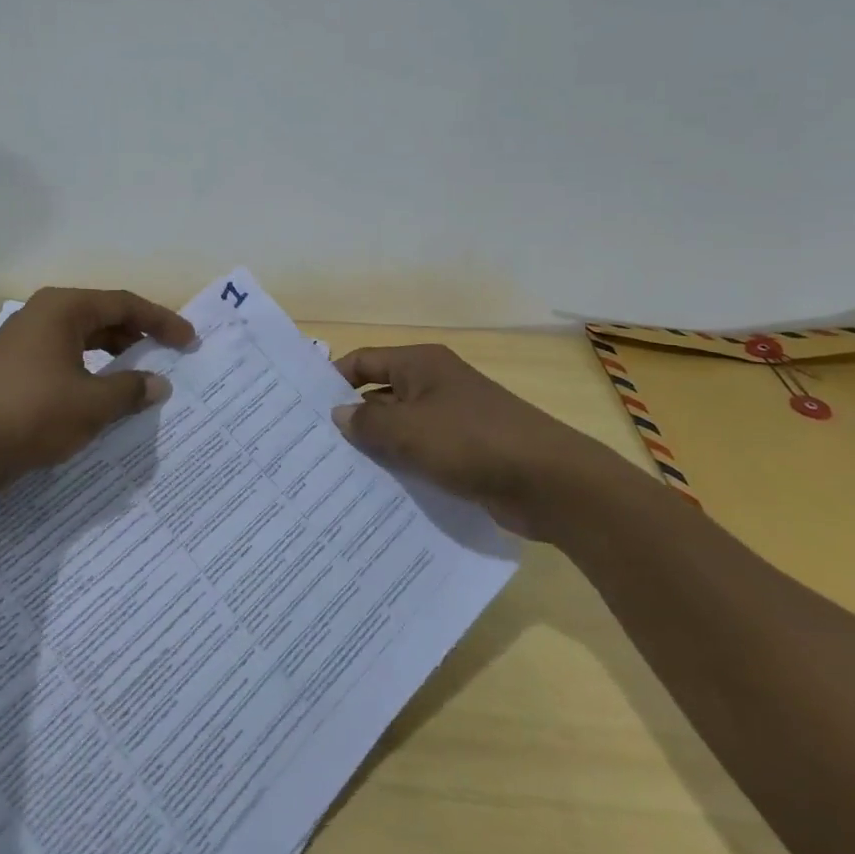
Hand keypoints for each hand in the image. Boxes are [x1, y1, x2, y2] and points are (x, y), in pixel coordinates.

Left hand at [0, 287, 194, 496]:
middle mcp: (43, 316)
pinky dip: (88, 377)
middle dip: (137, 338)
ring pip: (82, 343)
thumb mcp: (91, 404)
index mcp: (64, 309)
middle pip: (103, 318)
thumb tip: (158, 384)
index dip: (161, 321)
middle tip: (167, 358)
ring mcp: (24, 344)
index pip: (125, 304)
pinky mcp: (12, 372)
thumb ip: (130, 390)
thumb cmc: (30, 412)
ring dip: (112, 360)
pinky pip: (63, 364)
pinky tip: (100, 403)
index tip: (189, 341)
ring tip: (139, 382)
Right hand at [331, 344, 619, 540]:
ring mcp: (452, 418)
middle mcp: (434, 384)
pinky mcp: (465, 452)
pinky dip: (402, 466)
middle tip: (314, 447)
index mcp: (420, 365)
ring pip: (401, 428)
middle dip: (352, 419)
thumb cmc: (472, 441)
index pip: (364, 362)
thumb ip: (367, 422)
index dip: (333, 380)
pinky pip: (422, 453)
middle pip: (380, 394)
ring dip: (377, 447)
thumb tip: (338, 415)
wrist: (549, 481)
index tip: (304, 408)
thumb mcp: (409, 430)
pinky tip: (378, 491)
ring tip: (336, 474)